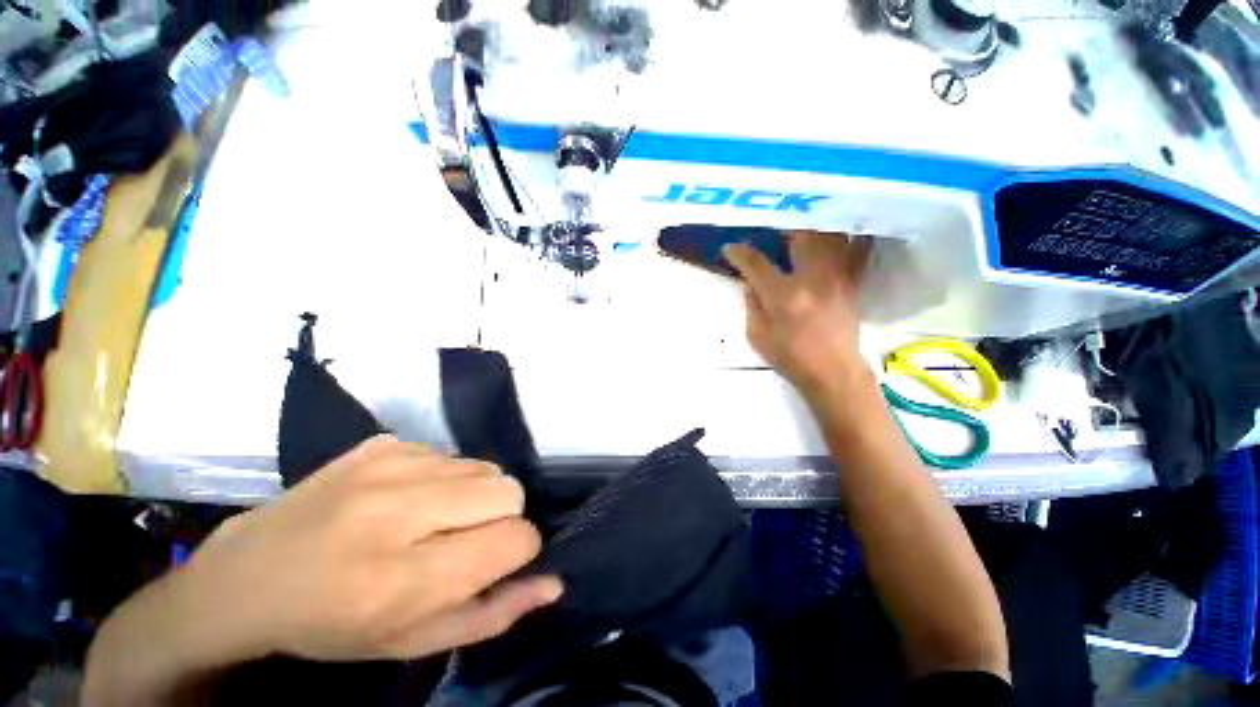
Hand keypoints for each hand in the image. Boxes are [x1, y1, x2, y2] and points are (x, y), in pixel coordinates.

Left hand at [176, 436, 559, 661]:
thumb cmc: (334, 626)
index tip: (493, 570)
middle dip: (501, 521)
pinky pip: (436, 451)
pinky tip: (404, 504)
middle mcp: (399, 510)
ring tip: (432, 527)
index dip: (518, 556)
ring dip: (470, 497)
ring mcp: (379, 468)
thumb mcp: (415, 643)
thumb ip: (491, 615)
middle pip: (504, 488)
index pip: (515, 538)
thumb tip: (550, 583)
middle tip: (463, 549)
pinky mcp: (365, 447)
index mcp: (413, 575)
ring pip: (475, 464)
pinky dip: (437, 478)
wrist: (256, 576)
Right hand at [723, 232, 872, 394]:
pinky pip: (854, 251)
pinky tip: (841, 237)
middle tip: (774, 237)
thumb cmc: (793, 359)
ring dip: (811, 232)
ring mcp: (835, 278)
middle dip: (782, 232)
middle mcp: (811, 279)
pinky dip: (848, 241)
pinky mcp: (851, 282)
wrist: (834, 373)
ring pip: (826, 237)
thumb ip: (752, 304)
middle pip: (797, 236)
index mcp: (783, 296)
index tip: (731, 249)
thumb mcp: (759, 337)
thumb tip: (750, 280)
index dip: (739, 252)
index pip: (755, 262)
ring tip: (802, 234)